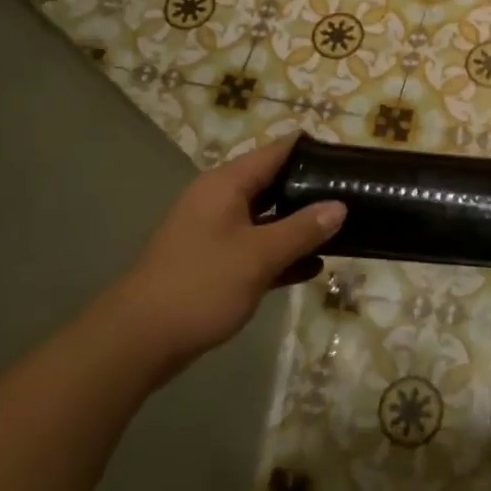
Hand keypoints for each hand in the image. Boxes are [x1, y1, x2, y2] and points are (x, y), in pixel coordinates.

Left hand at [112, 135, 345, 367]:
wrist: (139, 341)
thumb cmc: (201, 285)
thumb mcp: (259, 256)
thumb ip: (303, 229)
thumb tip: (340, 206)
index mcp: (226, 185)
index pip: (275, 152)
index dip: (309, 149)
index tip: (345, 156)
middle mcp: (219, 200)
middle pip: (272, 183)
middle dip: (310, 189)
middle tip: (351, 193)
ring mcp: (215, 232)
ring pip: (266, 218)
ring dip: (299, 224)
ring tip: (343, 228)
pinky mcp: (214, 262)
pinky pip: (257, 247)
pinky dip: (282, 252)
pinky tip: (313, 266)